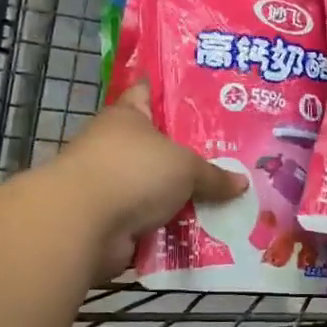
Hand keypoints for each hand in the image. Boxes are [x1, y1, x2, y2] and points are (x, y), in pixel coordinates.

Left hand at [46, 86, 247, 279]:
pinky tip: (206, 232)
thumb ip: (213, 175)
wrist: (83, 224)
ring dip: (183, 198)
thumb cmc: (133, 172)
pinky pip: (152, 223)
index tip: (206, 99)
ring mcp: (112, 186)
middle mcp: (116, 147)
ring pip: (158, 188)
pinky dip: (172, 229)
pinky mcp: (112, 222)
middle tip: (234, 159)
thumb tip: (242, 183)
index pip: (150, 93)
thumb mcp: (185, 167)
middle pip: (160, 147)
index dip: (174, 94)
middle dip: (191, 156)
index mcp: (127, 116)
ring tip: (227, 201)